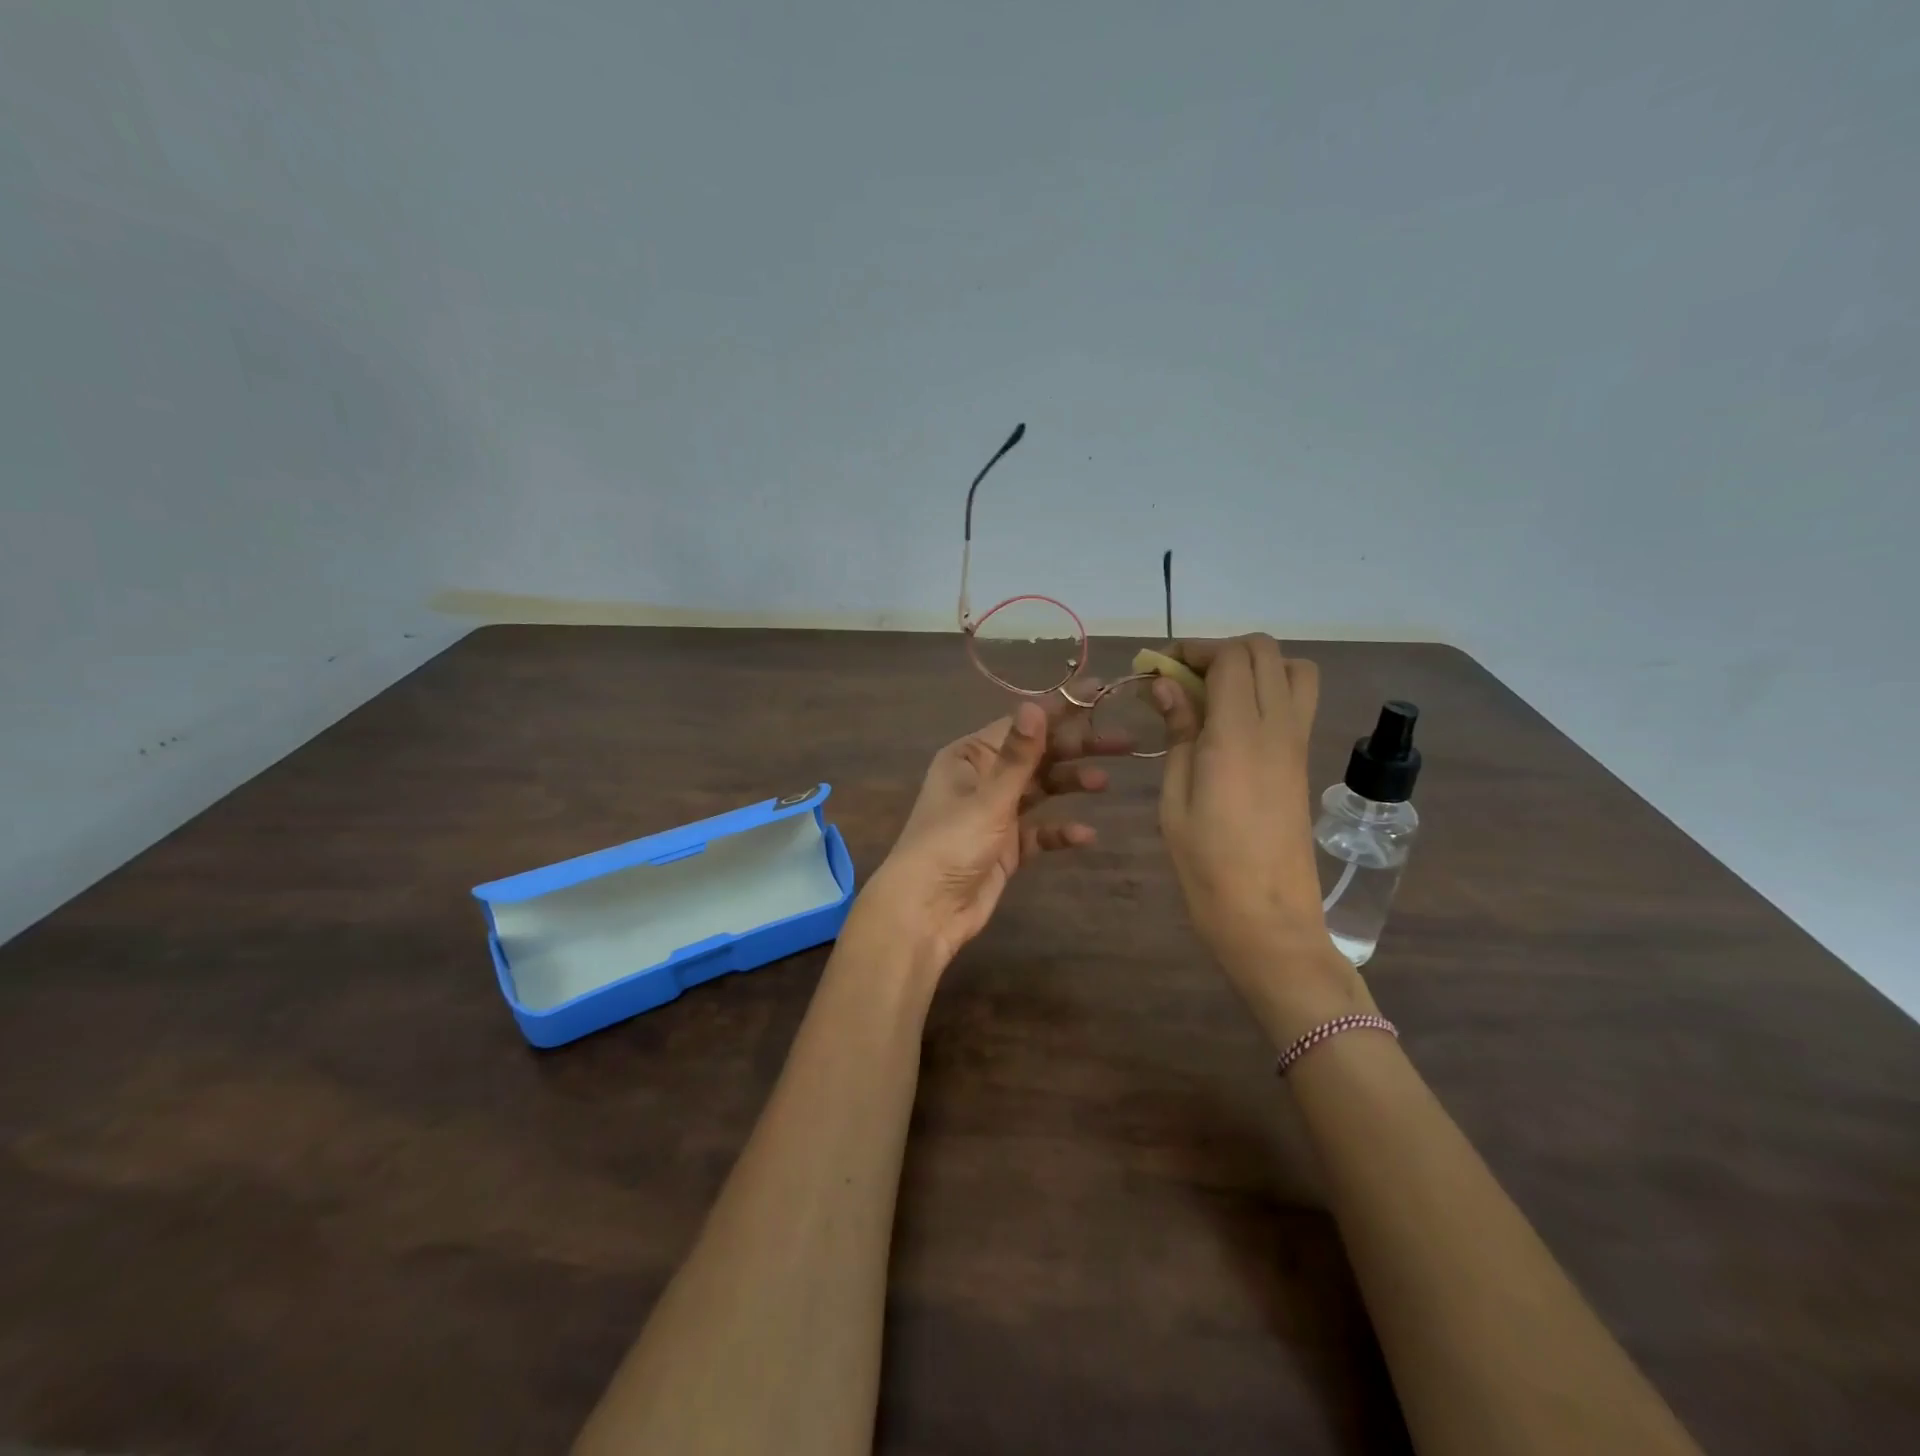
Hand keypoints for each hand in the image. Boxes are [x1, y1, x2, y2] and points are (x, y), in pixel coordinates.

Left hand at [863, 697, 1130, 969]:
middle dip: (1077, 747)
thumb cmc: (951, 845)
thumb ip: (1018, 755)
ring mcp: (995, 813)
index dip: (1062, 708)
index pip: (1022, 724)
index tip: (1100, 691)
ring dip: (1071, 783)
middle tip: (1123, 742)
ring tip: (1103, 782)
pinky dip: (1060, 830)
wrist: (926, 912)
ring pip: (1041, 789)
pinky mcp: (1006, 846)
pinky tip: (1086, 835)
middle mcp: (983, 778)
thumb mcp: (988, 798)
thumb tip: (1036, 704)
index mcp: (970, 757)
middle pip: (1037, 754)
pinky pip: (1039, 831)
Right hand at [1151, 635, 1372, 1043]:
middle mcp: (1278, 726)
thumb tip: (1165, 683)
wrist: (1266, 917)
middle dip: (1220, 652)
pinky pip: (1295, 703)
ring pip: (1292, 671)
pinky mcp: (1303, 761)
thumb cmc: (1207, 863)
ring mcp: (1297, 743)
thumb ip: (1178, 731)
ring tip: (1214, 695)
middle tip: (1181, 679)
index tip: (1158, 667)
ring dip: (1253, 667)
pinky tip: (1230, 724)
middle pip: (1265, 652)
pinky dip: (1266, 692)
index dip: (1194, 650)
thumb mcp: (1175, 797)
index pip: (1231, 657)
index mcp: (1239, 733)